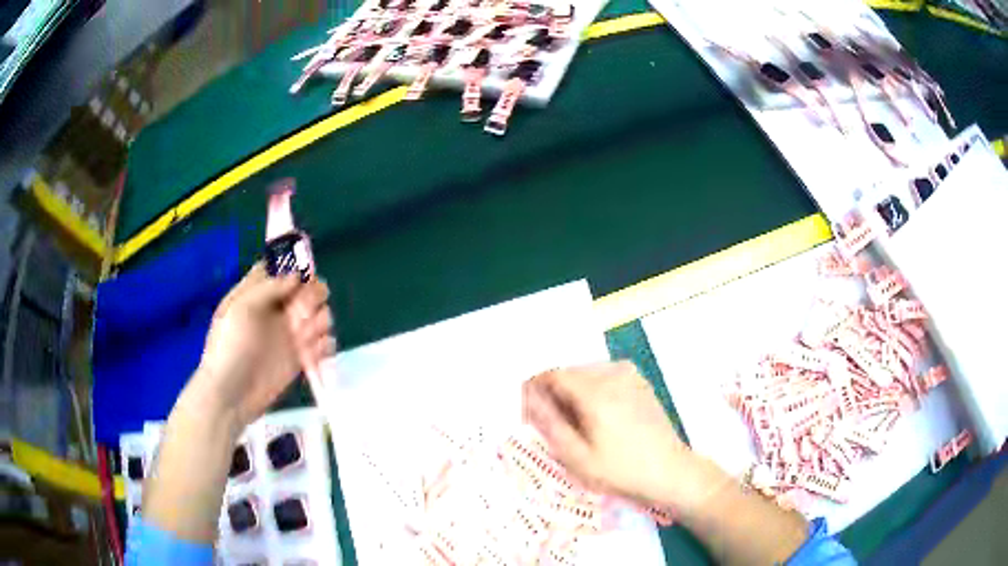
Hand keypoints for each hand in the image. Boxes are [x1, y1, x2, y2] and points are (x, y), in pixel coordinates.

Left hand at [193, 263, 334, 428]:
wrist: (230, 395)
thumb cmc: (228, 347)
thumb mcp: (239, 309)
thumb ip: (267, 288)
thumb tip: (297, 275)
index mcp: (259, 293)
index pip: (283, 269)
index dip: (296, 269)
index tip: (300, 280)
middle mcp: (277, 309)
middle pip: (308, 289)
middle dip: (312, 296)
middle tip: (302, 312)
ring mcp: (290, 334)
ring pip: (321, 314)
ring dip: (320, 321)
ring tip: (306, 337)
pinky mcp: (301, 358)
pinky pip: (325, 343)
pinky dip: (325, 345)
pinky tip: (311, 353)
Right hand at [522, 361, 691, 505]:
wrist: (670, 472)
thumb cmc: (621, 470)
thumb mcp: (577, 457)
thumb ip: (549, 423)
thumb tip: (527, 398)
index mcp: (596, 391)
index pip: (552, 374)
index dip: (535, 389)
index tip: (527, 409)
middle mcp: (613, 374)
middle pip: (570, 372)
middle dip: (554, 392)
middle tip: (549, 422)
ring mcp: (630, 375)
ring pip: (587, 374)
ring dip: (573, 392)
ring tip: (573, 424)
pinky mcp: (640, 382)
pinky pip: (605, 377)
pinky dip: (592, 391)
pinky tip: (597, 418)